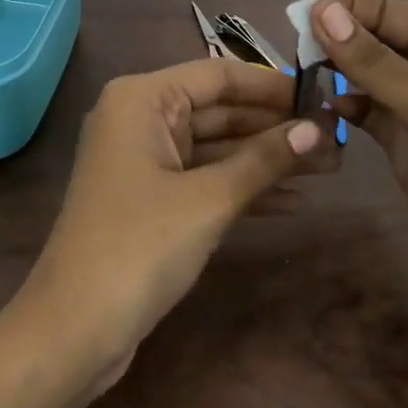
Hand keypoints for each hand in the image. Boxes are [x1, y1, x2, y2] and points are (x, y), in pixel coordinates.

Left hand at [18, 59, 325, 393]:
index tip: (321, 96)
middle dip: (275, 127)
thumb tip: (318, 129)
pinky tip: (291, 199)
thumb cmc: (139, 247)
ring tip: (327, 167)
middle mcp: (139, 118)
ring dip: (265, 159)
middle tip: (334, 139)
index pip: (218, 76)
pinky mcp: (150, 198)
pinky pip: (203, 177)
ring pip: (214, 147)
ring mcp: (143, 160)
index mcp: (142, 98)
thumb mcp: (208, 200)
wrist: (73, 331)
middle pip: (218, 111)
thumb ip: (264, 160)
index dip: (271, 86)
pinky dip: (242, 186)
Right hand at [312, 0, 407, 349]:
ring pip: (367, 78)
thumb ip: (376, 62)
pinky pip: (366, 115)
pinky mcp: (407, 150)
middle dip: (335, 37)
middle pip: (377, 41)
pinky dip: (341, 108)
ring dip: (334, 72)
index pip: (393, 11)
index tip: (296, 9)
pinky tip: (316, 109)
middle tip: (286, 43)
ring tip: (293, 73)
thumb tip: (321, 9)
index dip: (347, 6)